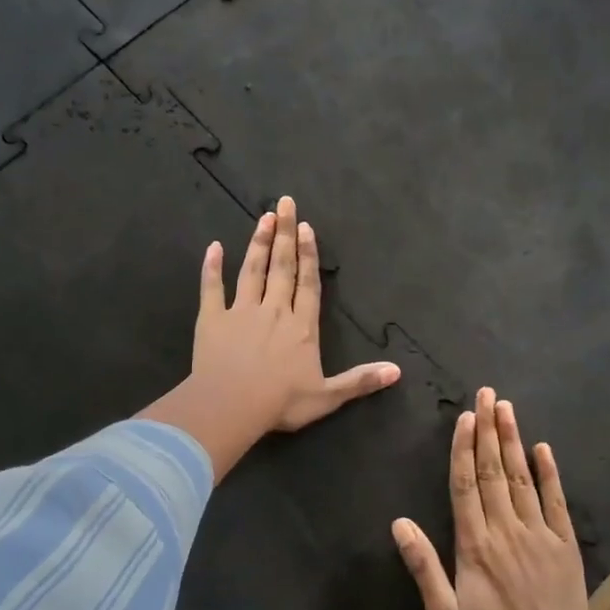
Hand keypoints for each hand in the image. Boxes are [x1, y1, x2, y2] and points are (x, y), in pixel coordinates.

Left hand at [141, 196, 399, 481]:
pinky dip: (212, 268)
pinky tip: (213, 248)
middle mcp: (274, 311)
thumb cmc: (281, 402)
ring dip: (258, 243)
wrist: (231, 406)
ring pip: (252, 271)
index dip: (309, 255)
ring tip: (263, 218)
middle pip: (282, 267)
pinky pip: (212, 289)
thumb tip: (398, 371)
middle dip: (285, 235)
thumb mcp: (328, 396)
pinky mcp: (212, 319)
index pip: (308, 284)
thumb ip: (360, 381)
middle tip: (284, 203)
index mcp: (302, 327)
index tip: (306, 226)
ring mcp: (241, 312)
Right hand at [394, 387, 590, 609]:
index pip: (466, 485)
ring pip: (522, 478)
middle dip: (488, 430)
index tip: (464, 417)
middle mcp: (506, 530)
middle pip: (494, 471)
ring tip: (507, 408)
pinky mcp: (566, 545)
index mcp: (475, 544)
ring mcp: (539, 534)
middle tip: (486, 394)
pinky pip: (556, 502)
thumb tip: (399, 524)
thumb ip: (423, 566)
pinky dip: (550, 473)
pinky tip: (543, 448)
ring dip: (513, 441)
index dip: (463, 448)